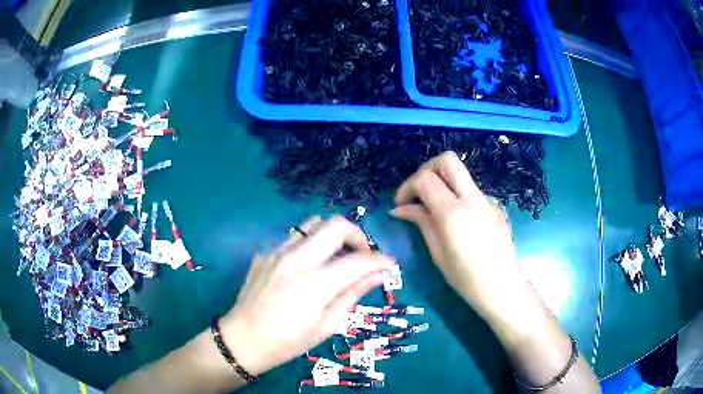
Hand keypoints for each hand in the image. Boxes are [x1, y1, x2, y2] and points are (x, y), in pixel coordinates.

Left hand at [218, 216, 394, 376]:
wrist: (243, 339)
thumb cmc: (287, 341)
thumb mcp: (325, 326)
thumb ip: (352, 295)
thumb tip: (378, 275)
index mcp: (313, 284)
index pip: (356, 261)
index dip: (379, 260)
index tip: (389, 264)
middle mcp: (295, 260)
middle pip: (334, 225)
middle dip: (357, 234)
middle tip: (363, 254)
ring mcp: (276, 253)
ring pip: (313, 225)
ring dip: (332, 235)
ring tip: (338, 256)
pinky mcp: (265, 253)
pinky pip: (294, 238)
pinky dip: (310, 245)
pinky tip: (309, 266)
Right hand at [391, 151, 528, 319]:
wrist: (503, 288)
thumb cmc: (467, 279)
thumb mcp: (438, 253)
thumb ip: (421, 223)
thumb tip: (400, 209)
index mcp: (454, 213)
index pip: (425, 179)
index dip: (407, 187)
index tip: (400, 204)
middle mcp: (472, 198)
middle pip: (447, 160)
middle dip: (426, 170)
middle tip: (417, 192)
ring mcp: (487, 200)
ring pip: (460, 174)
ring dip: (442, 182)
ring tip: (433, 210)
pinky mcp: (494, 206)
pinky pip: (471, 190)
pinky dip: (456, 195)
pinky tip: (455, 221)